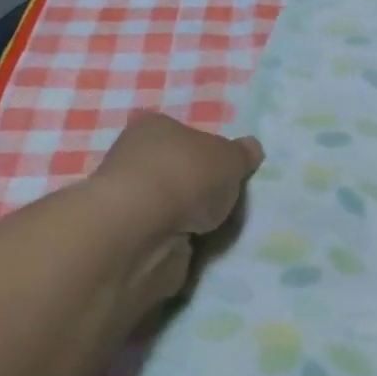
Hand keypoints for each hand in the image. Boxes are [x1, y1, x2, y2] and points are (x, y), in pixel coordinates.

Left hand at [87, 112, 262, 310]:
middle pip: (174, 170)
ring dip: (186, 219)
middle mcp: (134, 158)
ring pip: (166, 207)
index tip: (225, 170)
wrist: (142, 231)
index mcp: (154, 127)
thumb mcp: (230, 158)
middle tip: (224, 201)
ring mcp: (127, 201)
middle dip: (196, 187)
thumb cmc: (186, 176)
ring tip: (215, 229)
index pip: (182, 133)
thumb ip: (241, 155)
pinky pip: (161, 237)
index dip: (205, 150)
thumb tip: (251, 148)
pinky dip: (175, 243)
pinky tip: (194, 248)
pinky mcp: (125, 238)